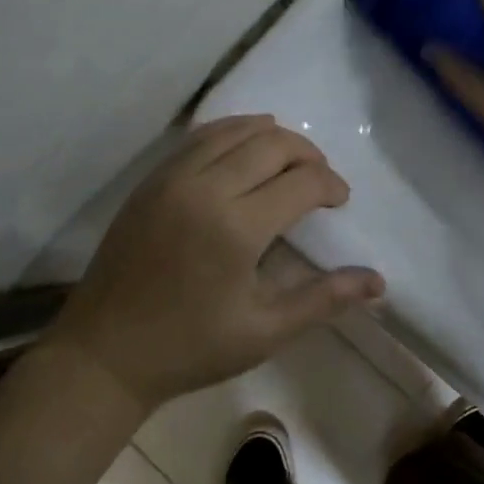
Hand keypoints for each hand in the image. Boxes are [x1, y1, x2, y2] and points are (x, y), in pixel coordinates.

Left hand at [57, 115, 384, 408]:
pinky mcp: (151, 180)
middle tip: (320, 179)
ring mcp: (171, 178)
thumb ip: (324, 299)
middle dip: (307, 153)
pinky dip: (232, 133)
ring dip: (271, 136)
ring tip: (289, 160)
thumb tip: (379, 282)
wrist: (104, 354)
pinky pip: (200, 137)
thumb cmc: (190, 348)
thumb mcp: (265, 331)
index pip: (302, 181)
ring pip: (234, 129)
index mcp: (236, 228)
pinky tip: (244, 150)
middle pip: (272, 143)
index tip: (340, 201)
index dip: (330, 185)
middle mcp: (204, 188)